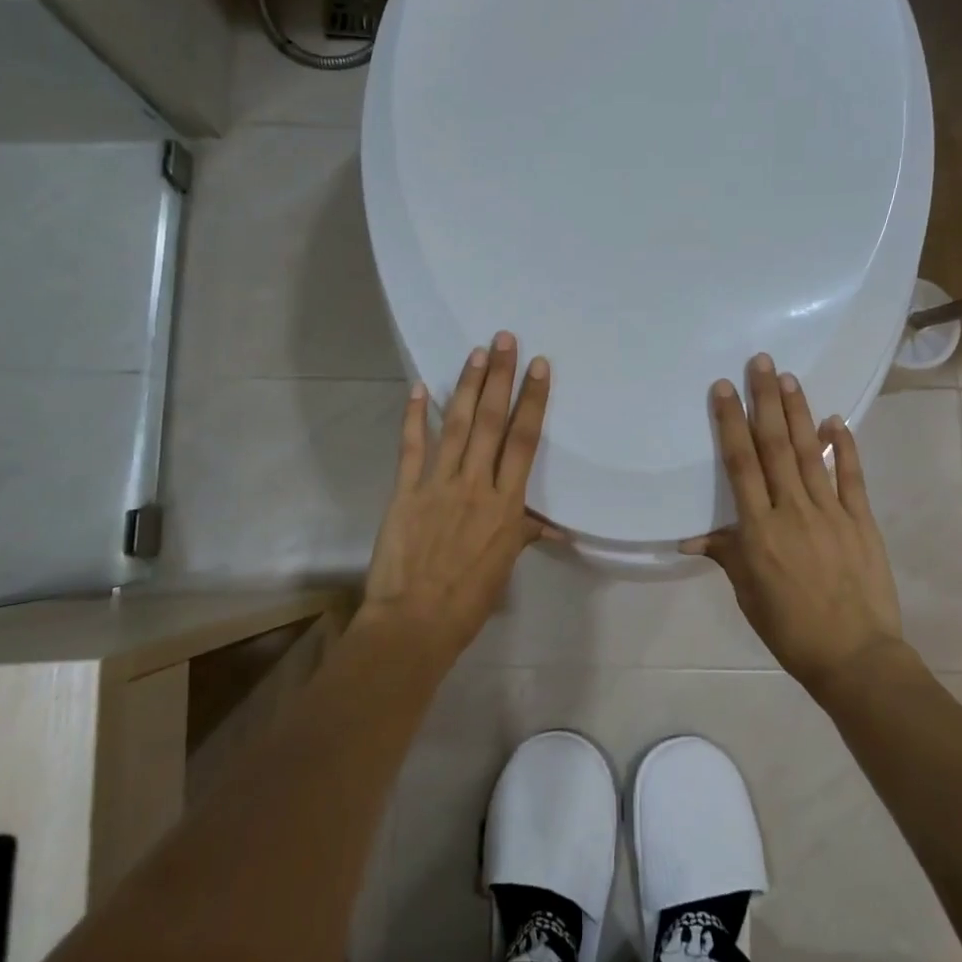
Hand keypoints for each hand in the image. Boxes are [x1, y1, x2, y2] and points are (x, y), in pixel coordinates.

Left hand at [363, 332, 554, 654]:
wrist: (415, 622)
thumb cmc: (468, 599)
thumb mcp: (504, 567)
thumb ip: (524, 534)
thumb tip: (556, 527)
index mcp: (506, 504)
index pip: (523, 441)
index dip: (532, 400)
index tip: (538, 366)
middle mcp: (475, 485)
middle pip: (491, 421)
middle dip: (500, 377)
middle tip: (504, 339)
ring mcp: (437, 485)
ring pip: (456, 425)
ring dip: (466, 386)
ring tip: (476, 353)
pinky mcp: (405, 492)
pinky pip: (411, 447)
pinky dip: (413, 416)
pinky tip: (417, 388)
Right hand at [683, 354, 920, 692]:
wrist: (854, 656)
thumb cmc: (790, 628)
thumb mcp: (748, 593)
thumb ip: (726, 554)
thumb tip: (691, 537)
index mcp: (759, 530)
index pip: (741, 465)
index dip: (730, 423)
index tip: (724, 389)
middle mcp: (793, 511)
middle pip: (774, 447)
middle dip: (765, 401)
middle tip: (760, 362)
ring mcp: (831, 513)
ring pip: (808, 453)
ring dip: (797, 413)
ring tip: (788, 377)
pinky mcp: (861, 521)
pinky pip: (851, 477)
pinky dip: (843, 447)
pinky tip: (835, 420)